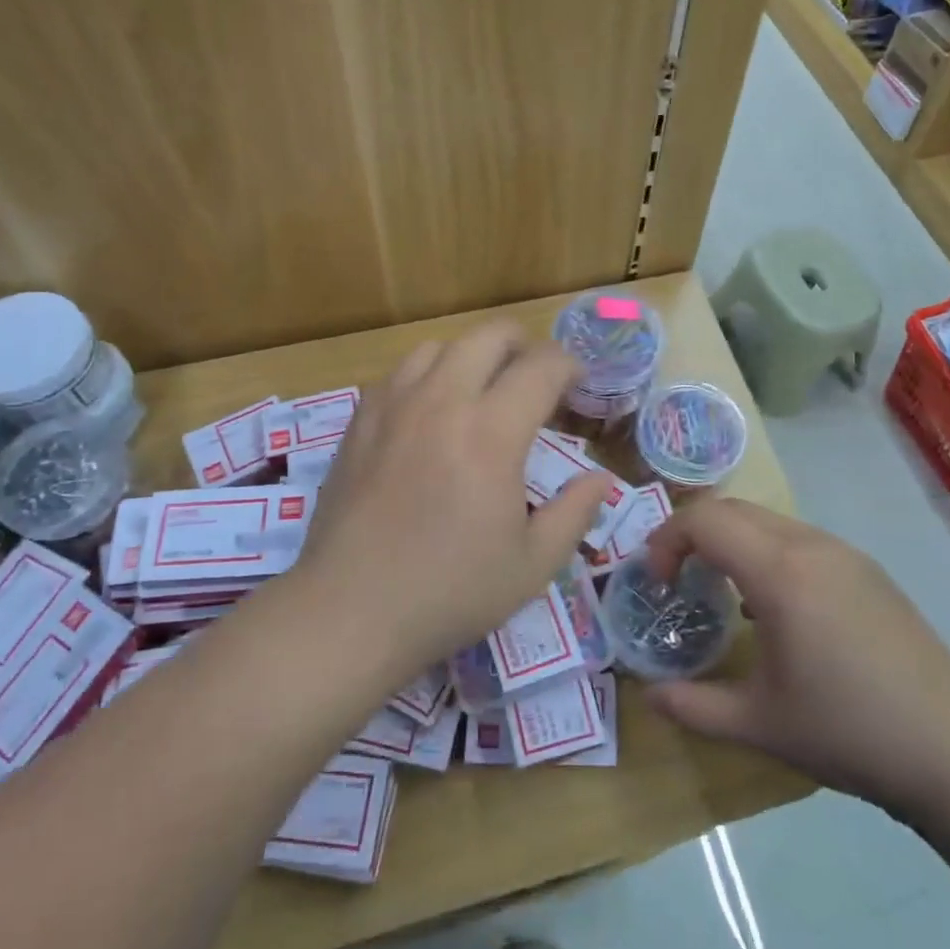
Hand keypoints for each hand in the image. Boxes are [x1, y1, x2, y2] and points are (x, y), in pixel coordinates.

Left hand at [295, 322, 613, 673]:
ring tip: (482, 390)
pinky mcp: (359, 421)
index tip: (578, 385)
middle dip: (524, 345)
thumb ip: (575, 512)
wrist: (350, 612)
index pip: (541, 367)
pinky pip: (399, 372)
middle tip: (536, 379)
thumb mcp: (533, 565)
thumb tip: (599, 478)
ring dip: (472, 356)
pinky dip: (427, 375)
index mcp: (491, 433)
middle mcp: (442, 402)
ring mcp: (394, 406)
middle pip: (489, 336)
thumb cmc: (450, 592)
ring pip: (439, 345)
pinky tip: (430, 411)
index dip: (569, 366)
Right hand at [645, 499, 949, 822]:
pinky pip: (799, 539)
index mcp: (779, 572)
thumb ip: (693, 705)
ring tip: (722, 595)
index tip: (657, 583)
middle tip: (677, 582)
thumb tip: (648, 695)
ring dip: (731, 542)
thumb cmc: (848, 731)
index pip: (704, 520)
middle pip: (732, 510)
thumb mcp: (758, 724)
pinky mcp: (867, 570)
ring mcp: (844, 553)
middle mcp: (810, 546)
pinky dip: (766, 553)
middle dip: (693, 535)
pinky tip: (774, 609)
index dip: (666, 541)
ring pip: (767, 521)